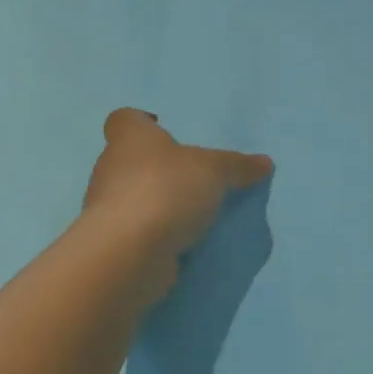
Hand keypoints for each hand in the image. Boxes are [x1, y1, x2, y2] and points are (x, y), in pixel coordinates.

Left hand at [81, 109, 272, 306]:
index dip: (143, 121)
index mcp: (130, 139)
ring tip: (194, 212)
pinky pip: (139, 231)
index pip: (125, 119)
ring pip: (134, 198)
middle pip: (131, 160)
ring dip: (159, 203)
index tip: (164, 129)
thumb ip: (238, 166)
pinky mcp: (113, 245)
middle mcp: (111, 169)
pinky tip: (184, 241)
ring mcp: (107, 210)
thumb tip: (264, 163)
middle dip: (159, 167)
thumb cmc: (166, 190)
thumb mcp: (215, 170)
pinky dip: (157, 234)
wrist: (128, 254)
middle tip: (194, 176)